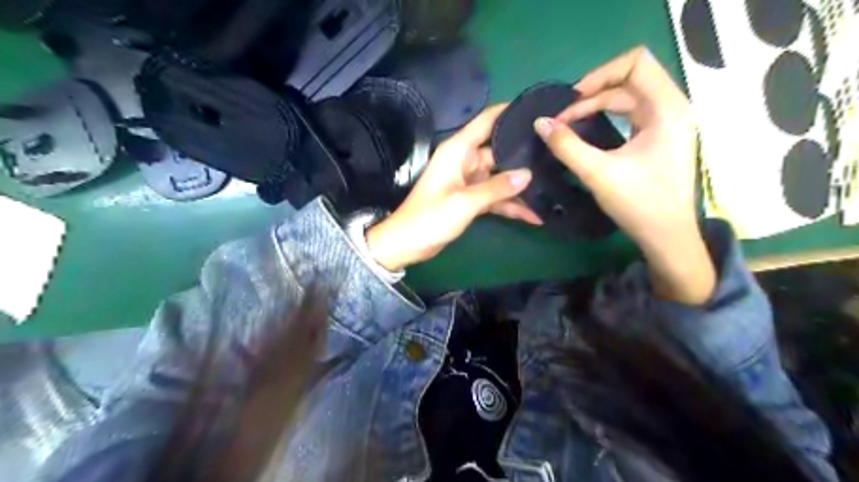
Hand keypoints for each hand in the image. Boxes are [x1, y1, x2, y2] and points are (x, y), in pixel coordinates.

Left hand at [365, 104, 538, 270]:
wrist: (408, 243)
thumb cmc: (431, 217)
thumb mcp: (465, 202)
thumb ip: (497, 188)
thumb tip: (528, 174)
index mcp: (459, 151)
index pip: (487, 121)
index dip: (510, 111)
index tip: (538, 108)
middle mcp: (466, 161)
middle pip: (501, 151)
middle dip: (525, 156)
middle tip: (558, 155)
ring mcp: (470, 181)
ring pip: (502, 177)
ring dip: (522, 186)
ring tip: (554, 187)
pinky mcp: (472, 199)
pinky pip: (496, 197)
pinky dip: (511, 205)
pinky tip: (534, 215)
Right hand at [535, 47, 714, 303]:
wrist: (667, 236)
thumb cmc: (639, 204)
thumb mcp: (597, 173)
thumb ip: (566, 145)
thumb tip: (540, 123)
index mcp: (667, 108)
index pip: (635, 62)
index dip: (599, 74)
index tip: (572, 99)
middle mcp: (672, 107)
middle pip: (629, 79)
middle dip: (592, 94)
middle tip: (563, 117)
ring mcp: (668, 122)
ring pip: (628, 96)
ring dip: (597, 105)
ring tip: (569, 123)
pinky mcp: (661, 136)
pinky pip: (631, 113)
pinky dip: (607, 116)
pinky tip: (589, 130)